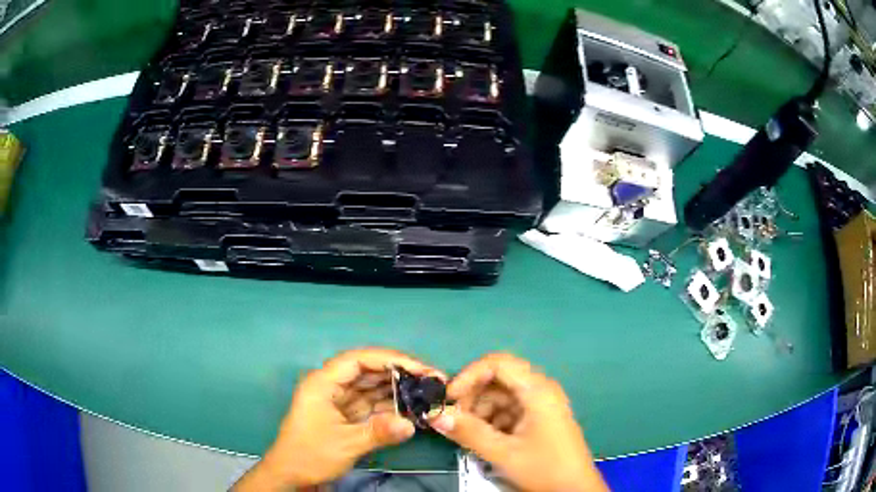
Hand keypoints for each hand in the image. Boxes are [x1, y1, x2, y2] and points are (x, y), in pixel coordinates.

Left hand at [233, 348, 442, 490]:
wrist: (291, 475)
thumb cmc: (310, 455)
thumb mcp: (345, 444)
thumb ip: (378, 432)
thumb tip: (411, 424)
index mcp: (323, 382)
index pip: (359, 359)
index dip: (391, 359)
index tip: (419, 368)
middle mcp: (331, 386)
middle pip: (368, 370)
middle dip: (399, 374)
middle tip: (431, 380)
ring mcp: (338, 400)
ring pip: (371, 387)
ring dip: (397, 390)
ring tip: (427, 393)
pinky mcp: (345, 414)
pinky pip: (371, 404)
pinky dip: (390, 406)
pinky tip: (411, 408)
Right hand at [431, 353, 607, 491]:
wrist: (575, 490)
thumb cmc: (544, 468)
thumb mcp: (503, 452)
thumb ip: (468, 432)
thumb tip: (434, 414)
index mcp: (537, 390)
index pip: (498, 363)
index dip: (469, 375)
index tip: (449, 398)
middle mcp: (541, 390)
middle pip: (499, 379)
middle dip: (473, 396)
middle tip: (455, 420)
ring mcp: (541, 405)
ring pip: (502, 396)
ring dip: (481, 411)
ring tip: (469, 434)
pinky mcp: (539, 419)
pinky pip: (510, 410)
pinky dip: (493, 420)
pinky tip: (486, 439)